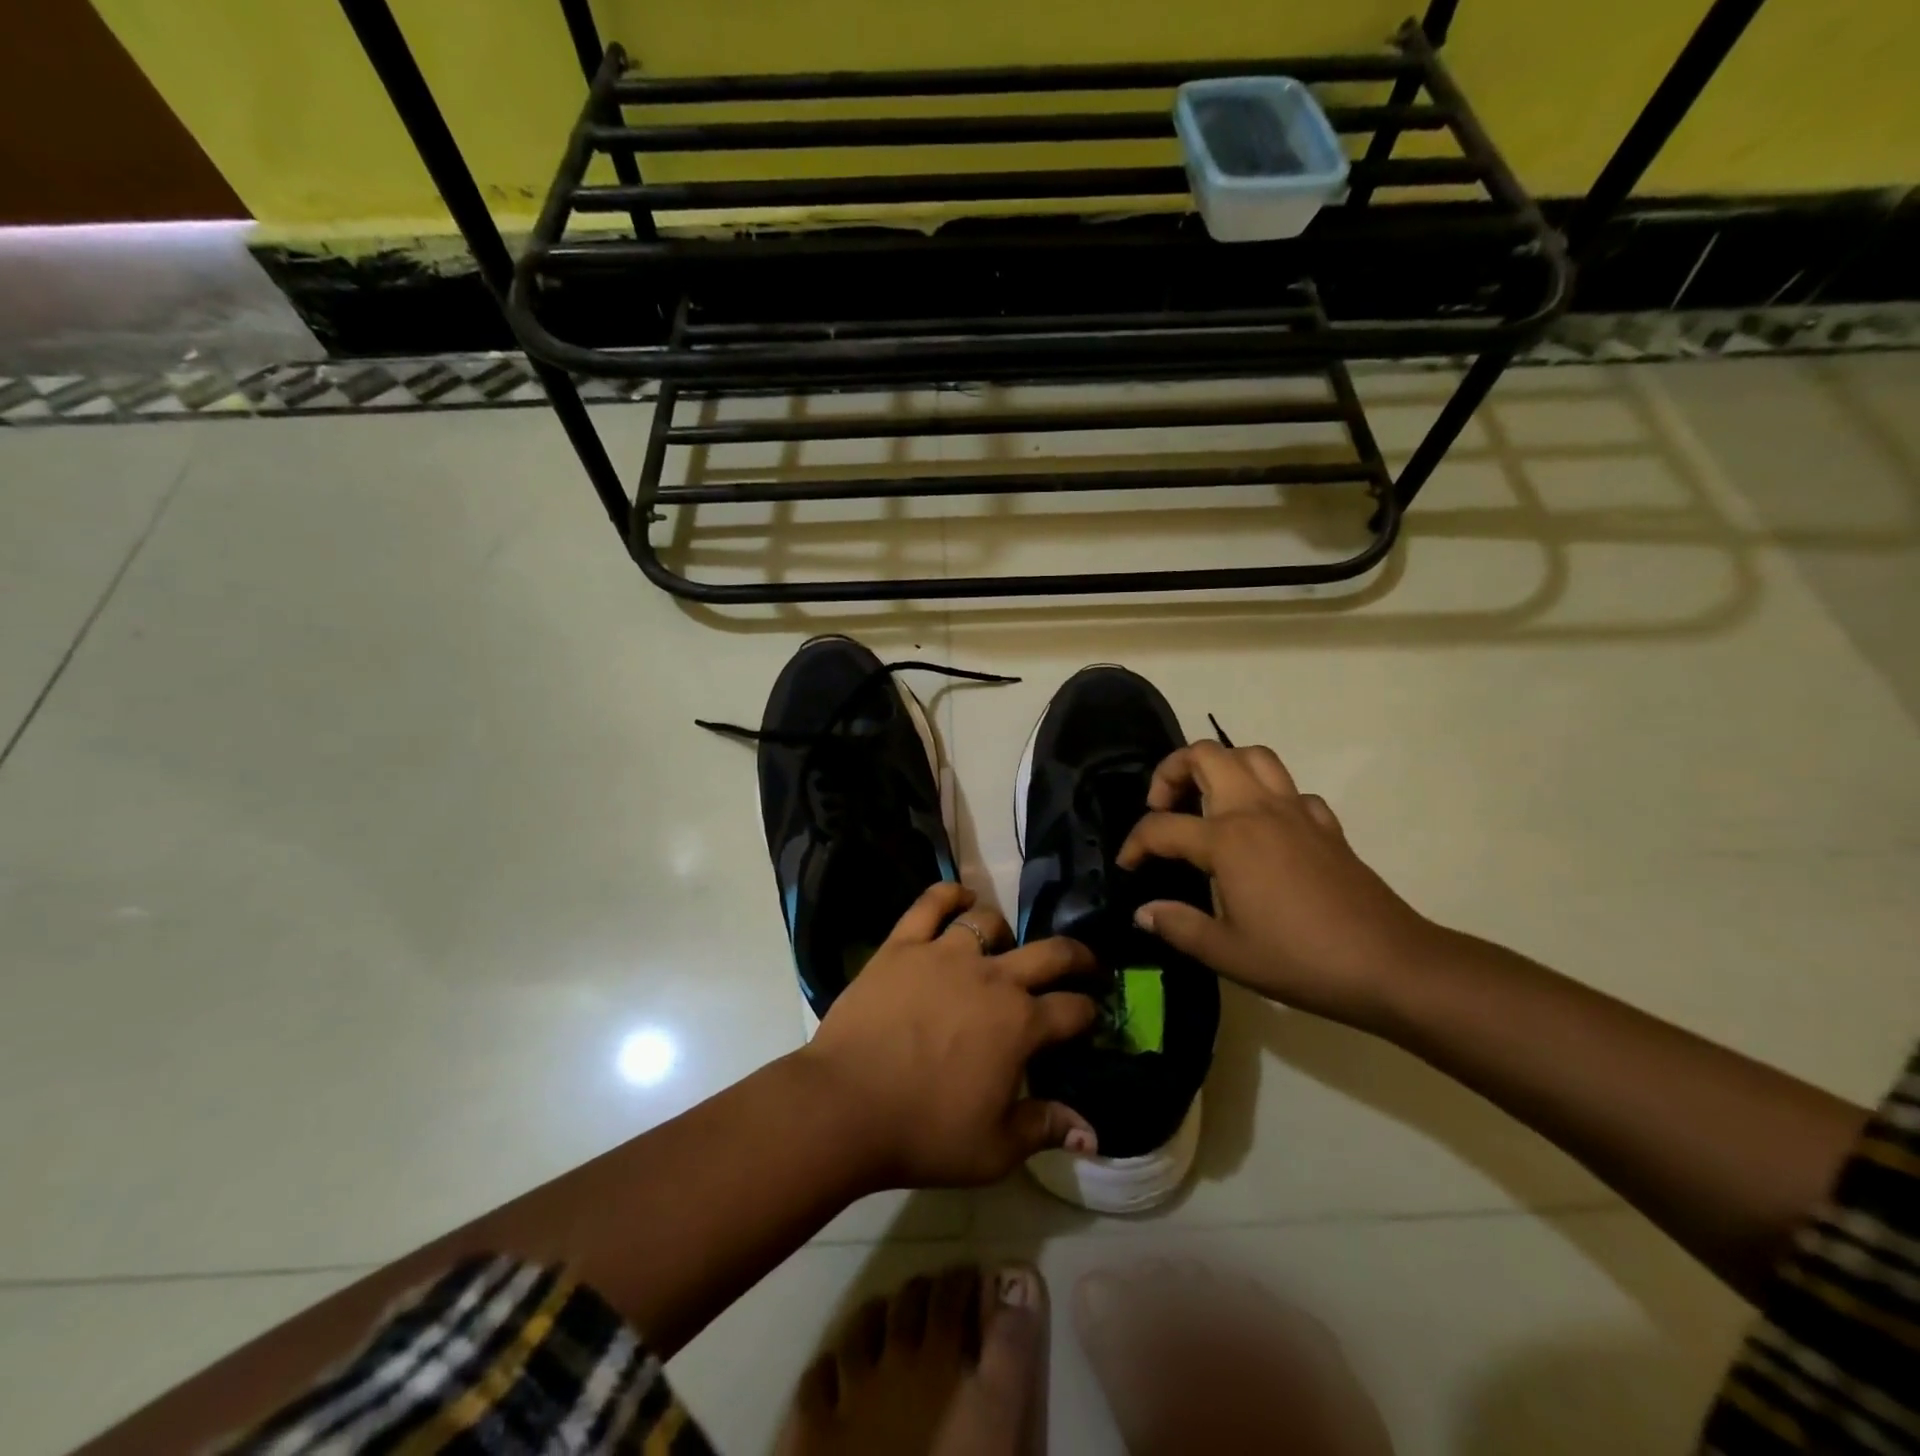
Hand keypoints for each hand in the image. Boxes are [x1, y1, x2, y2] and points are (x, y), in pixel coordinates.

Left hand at [799, 882, 1101, 1188]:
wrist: (846, 1106)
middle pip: (1049, 953)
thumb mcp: (995, 1149)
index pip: (1073, 1009)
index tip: (1088, 1016)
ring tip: (1000, 944)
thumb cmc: (924, 1132)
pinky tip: (959, 900)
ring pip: (988, 922)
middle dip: (1075, 956)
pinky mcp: (903, 945)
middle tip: (1082, 963)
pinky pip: (931, 903)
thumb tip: (1092, 1131)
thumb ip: (1046, 1128)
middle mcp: (992, 978)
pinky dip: (950, 895)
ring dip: (1003, 932)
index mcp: (1020, 1025)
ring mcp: (945, 954)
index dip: (1088, 1012)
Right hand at [1116, 742, 1441, 1027]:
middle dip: (1172, 771)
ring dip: (1222, 767)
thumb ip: (1178, 926)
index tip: (1127, 866)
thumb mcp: (1227, 953)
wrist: (1390, 964)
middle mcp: (1257, 810)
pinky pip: (1290, 790)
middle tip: (1164, 807)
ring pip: (1253, 757)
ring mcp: (1296, 812)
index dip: (1135, 843)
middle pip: (1207, 755)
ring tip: (1208, 803)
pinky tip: (1264, 830)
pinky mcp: (1326, 825)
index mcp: (1227, 839)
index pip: (1162, 827)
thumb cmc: (1300, 959)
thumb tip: (1143, 912)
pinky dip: (1268, 797)